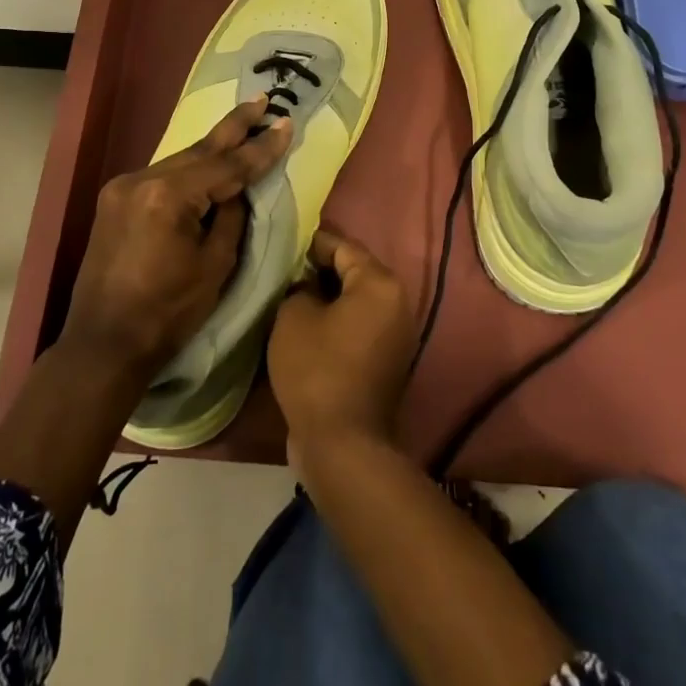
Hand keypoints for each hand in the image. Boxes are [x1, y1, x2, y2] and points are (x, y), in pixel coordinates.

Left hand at [63, 96, 292, 378]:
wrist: (104, 343)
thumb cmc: (167, 312)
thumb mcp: (215, 265)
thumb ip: (229, 217)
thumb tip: (235, 191)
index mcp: (167, 196)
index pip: (226, 166)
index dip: (260, 148)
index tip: (286, 124)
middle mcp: (140, 180)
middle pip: (199, 151)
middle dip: (234, 128)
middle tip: (262, 101)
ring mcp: (122, 187)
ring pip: (180, 161)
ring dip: (213, 149)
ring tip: (244, 124)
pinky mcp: (115, 200)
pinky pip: (162, 176)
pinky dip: (189, 170)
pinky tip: (209, 160)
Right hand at [269, 229, 417, 461]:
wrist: (343, 443)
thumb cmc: (317, 370)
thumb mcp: (294, 317)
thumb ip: (300, 288)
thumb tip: (308, 287)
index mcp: (380, 284)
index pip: (343, 246)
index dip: (313, 242)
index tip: (287, 242)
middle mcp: (398, 303)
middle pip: (355, 271)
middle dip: (321, 268)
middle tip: (287, 270)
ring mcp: (398, 334)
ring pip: (358, 300)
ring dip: (330, 296)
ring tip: (294, 296)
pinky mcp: (389, 360)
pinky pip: (361, 325)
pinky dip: (339, 320)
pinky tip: (310, 326)